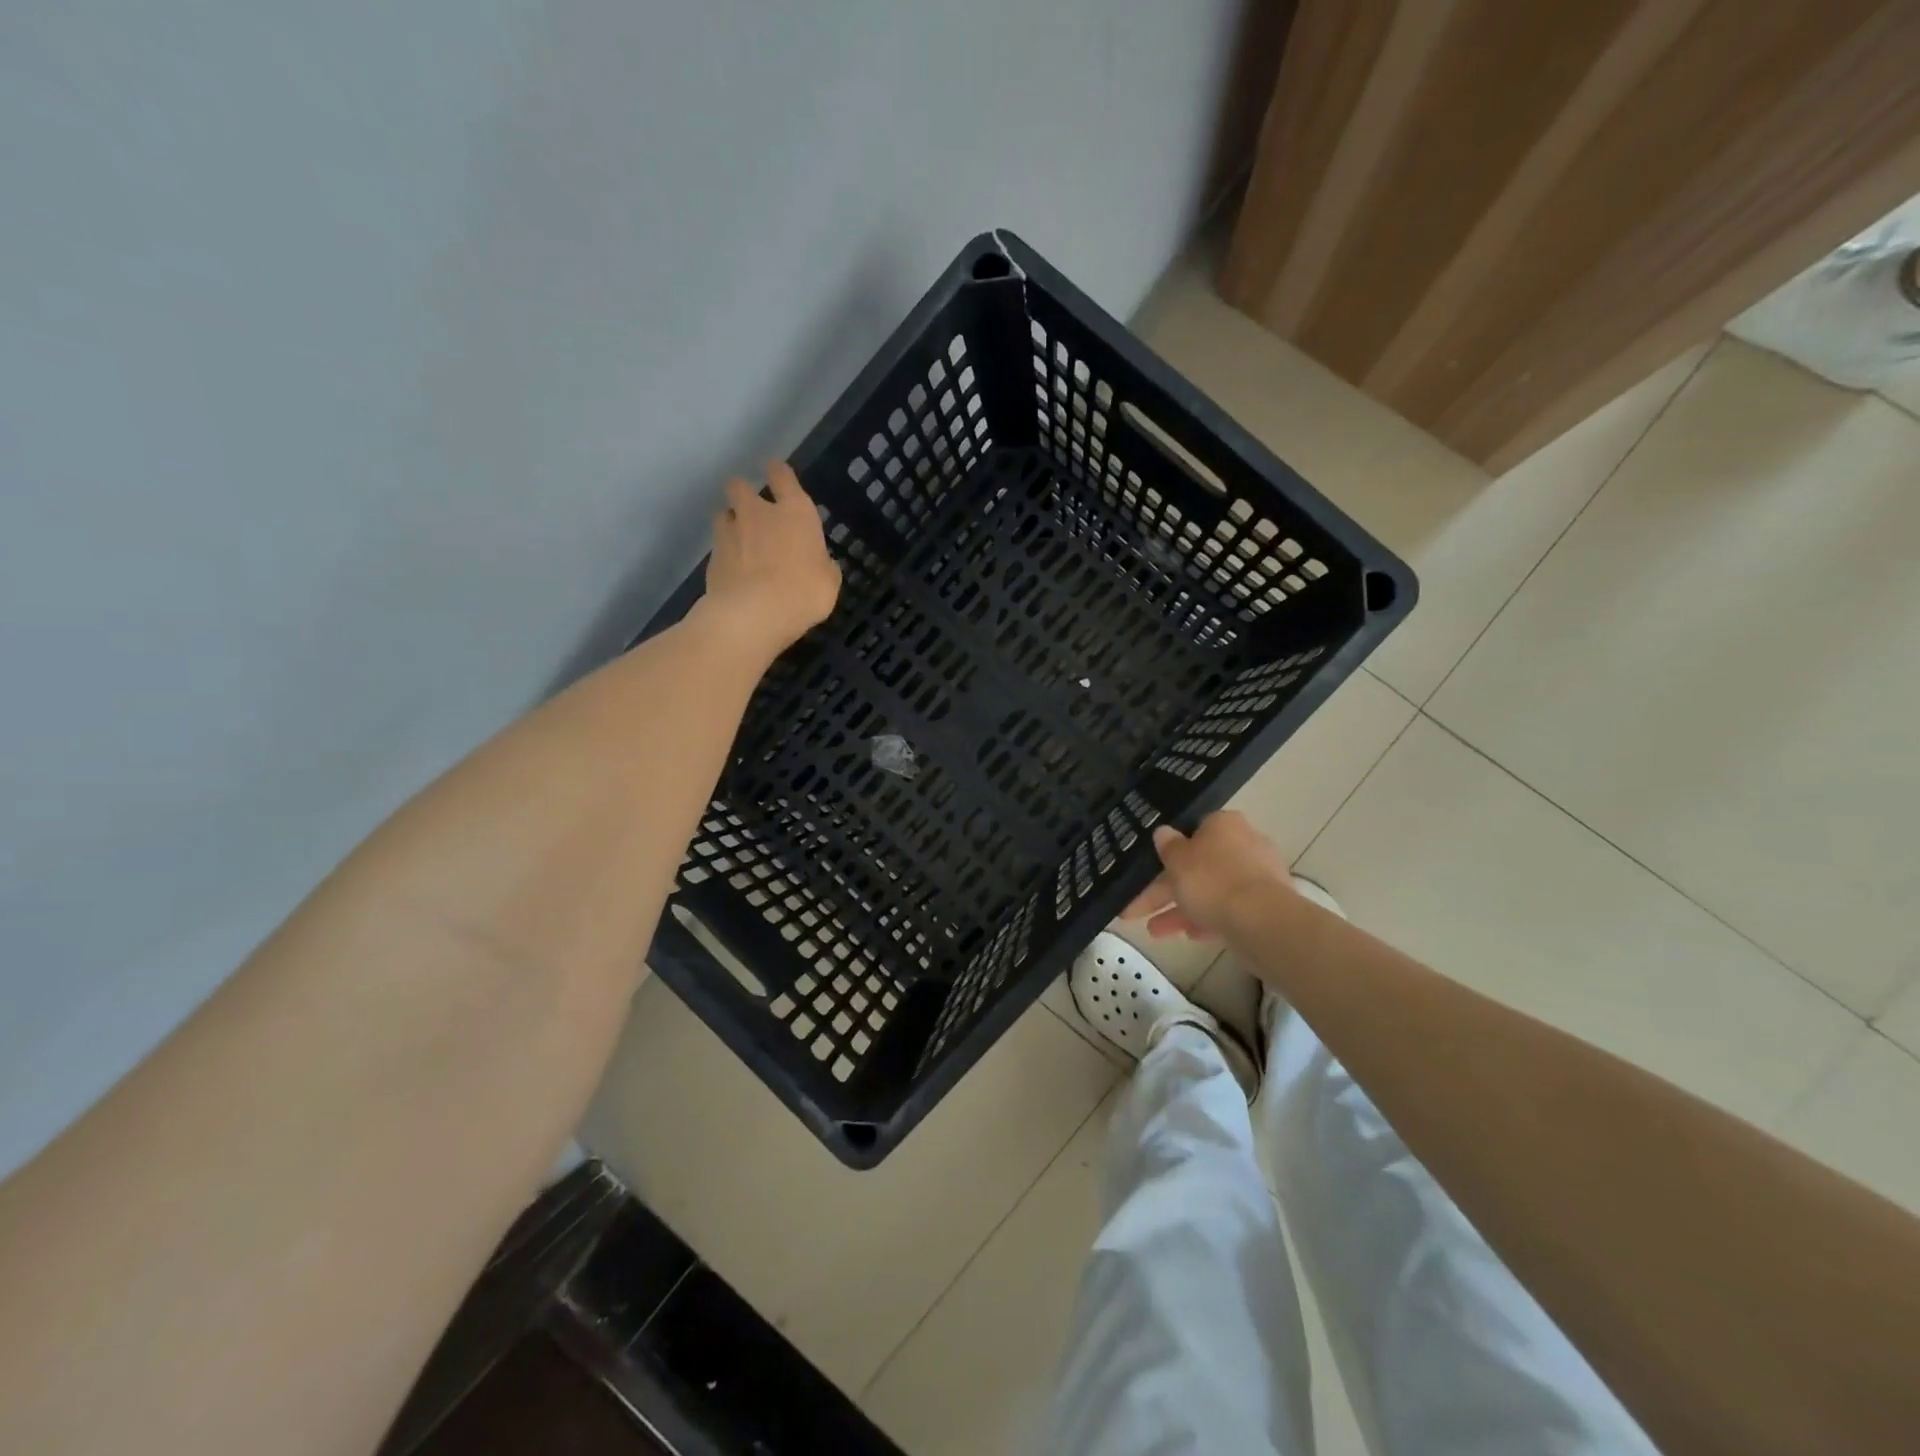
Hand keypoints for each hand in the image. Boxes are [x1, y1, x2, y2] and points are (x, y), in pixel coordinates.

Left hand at [698, 461, 841, 657]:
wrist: (753, 614)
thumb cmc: (803, 592)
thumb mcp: (829, 582)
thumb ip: (822, 565)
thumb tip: (819, 563)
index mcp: (794, 512)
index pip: (781, 475)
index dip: (778, 472)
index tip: (776, 473)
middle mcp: (758, 513)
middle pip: (740, 486)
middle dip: (744, 493)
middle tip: (753, 511)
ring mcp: (729, 533)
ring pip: (724, 514)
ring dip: (731, 523)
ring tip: (740, 542)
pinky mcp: (711, 558)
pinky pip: (718, 547)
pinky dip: (725, 555)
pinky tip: (734, 572)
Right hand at [1122, 810, 1294, 939]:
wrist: (1261, 921)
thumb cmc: (1212, 880)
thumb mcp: (1177, 860)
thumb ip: (1168, 846)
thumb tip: (1163, 832)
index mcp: (1224, 824)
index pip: (1193, 831)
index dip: (1169, 852)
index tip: (1151, 871)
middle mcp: (1245, 843)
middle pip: (1199, 866)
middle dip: (1167, 890)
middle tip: (1139, 908)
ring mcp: (1259, 876)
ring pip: (1212, 890)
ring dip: (1182, 910)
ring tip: (1156, 932)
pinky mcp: (1267, 905)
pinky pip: (1229, 909)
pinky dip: (1208, 920)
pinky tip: (1190, 936)